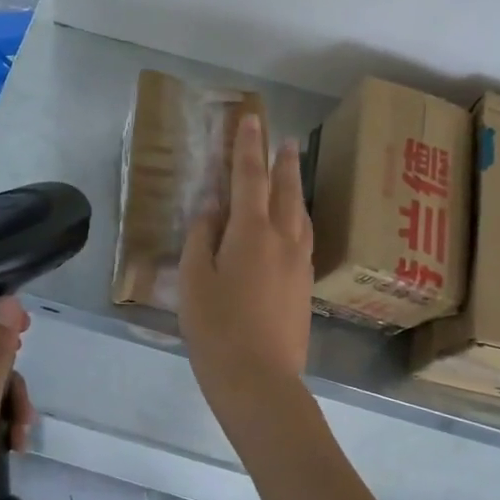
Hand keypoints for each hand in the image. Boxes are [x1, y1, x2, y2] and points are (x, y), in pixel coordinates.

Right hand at [177, 115, 314, 401]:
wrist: (259, 379)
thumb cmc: (215, 328)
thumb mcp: (194, 279)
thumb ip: (202, 237)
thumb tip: (212, 209)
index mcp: (252, 232)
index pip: (249, 177)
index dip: (248, 147)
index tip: (252, 119)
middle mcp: (283, 240)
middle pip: (286, 191)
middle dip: (283, 162)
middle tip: (284, 139)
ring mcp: (299, 264)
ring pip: (302, 215)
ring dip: (296, 188)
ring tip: (291, 174)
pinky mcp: (305, 287)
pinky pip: (305, 238)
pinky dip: (298, 218)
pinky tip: (294, 225)